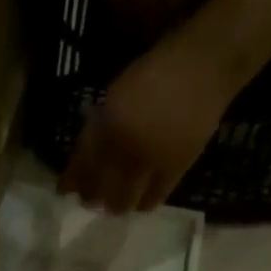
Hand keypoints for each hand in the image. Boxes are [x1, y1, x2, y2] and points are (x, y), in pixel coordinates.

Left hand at [59, 31, 237, 213]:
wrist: (207, 64)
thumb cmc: (159, 69)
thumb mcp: (117, 93)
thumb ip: (101, 125)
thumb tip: (86, 156)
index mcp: (109, 124)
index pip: (82, 164)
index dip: (71, 181)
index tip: (64, 191)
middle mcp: (126, 147)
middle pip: (100, 188)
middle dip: (91, 198)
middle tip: (89, 201)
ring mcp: (152, 160)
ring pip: (124, 200)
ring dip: (115, 206)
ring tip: (113, 206)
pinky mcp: (176, 169)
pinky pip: (154, 198)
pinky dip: (143, 204)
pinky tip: (139, 204)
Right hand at [86, 0, 196, 38]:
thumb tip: (172, 17)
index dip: (166, 23)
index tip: (161, 36)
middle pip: (144, 6)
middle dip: (142, 29)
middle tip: (139, 40)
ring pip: (118, 4)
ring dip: (121, 20)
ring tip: (123, 27)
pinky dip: (105, 0)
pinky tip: (110, 3)